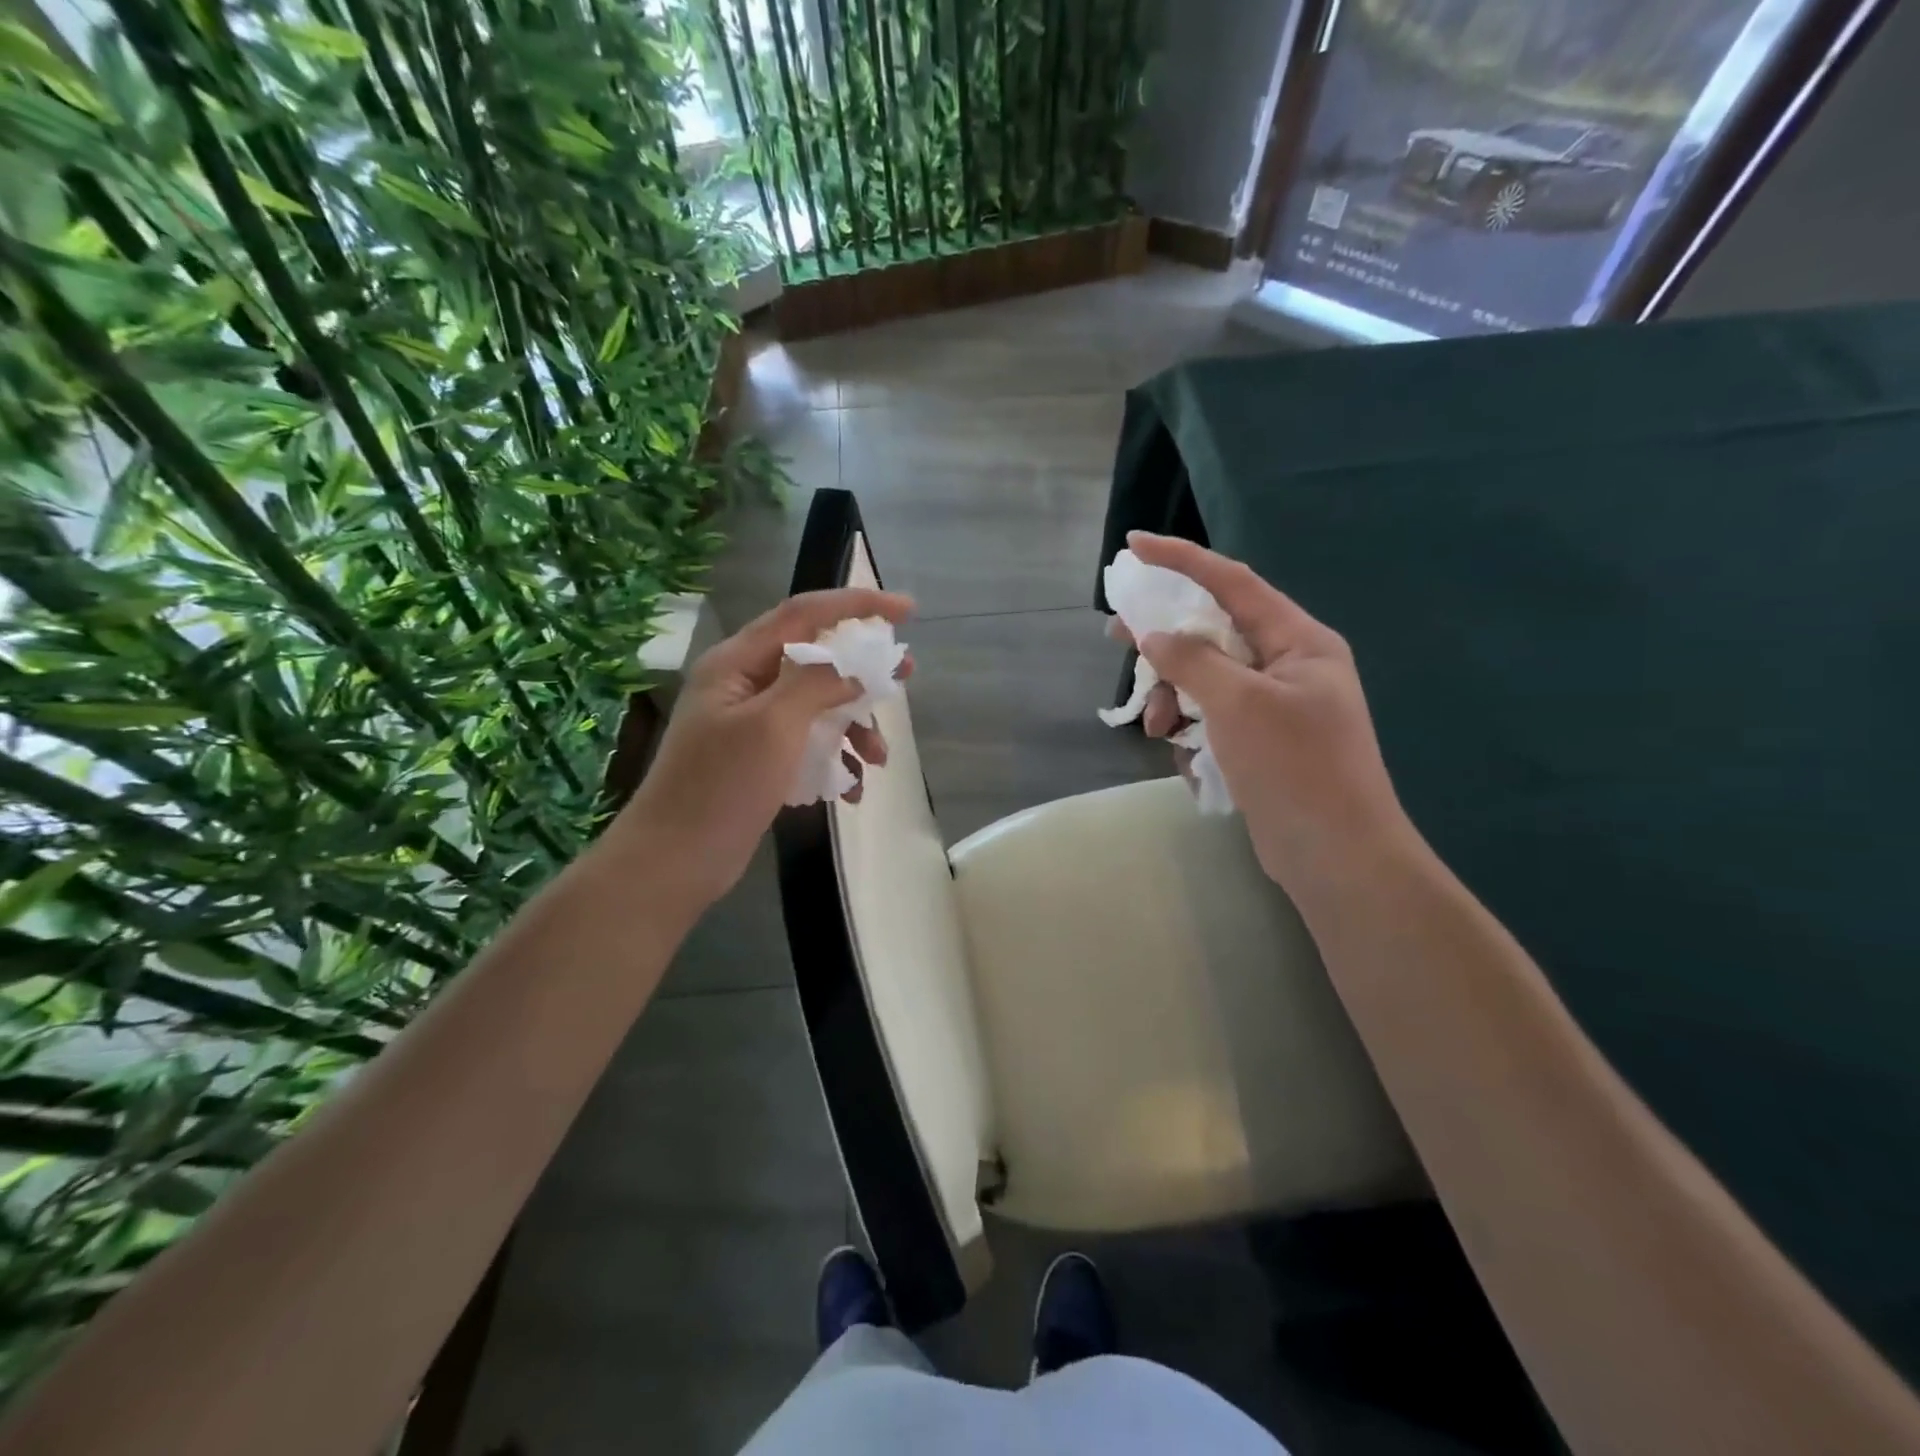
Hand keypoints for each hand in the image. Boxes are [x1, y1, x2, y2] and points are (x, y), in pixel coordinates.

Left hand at [614, 587, 914, 908]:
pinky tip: (851, 789)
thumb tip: (852, 669)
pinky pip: (808, 743)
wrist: (675, 861)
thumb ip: (816, 684)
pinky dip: (834, 759)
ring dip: (853, 727)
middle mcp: (744, 684)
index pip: (803, 614)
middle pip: (815, 659)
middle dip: (863, 671)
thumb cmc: (721, 786)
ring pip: (817, 707)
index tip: (905, 611)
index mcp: (738, 662)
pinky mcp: (759, 759)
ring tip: (880, 758)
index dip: (856, 605)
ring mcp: (751, 724)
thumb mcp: (774, 725)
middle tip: (907, 675)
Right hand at [1121, 532, 1410, 891]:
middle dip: (1165, 638)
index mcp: (1297, 640)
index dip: (1180, 559)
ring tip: (1156, 729)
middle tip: (1116, 636)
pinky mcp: (1261, 742)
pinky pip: (1214, 717)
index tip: (1133, 547)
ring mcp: (1275, 706)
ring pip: (1207, 679)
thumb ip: (1192, 660)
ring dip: (1173, 697)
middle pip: (1214, 631)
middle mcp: (1288, 665)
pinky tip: (1182, 756)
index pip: (1232, 581)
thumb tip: (1153, 636)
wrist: (1337, 856)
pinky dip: (1192, 729)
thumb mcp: (1238, 703)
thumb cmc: (1294, 767)